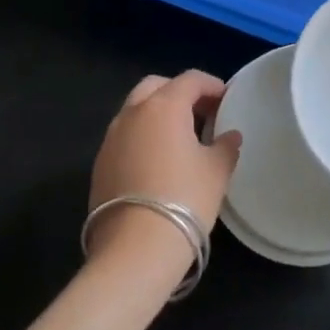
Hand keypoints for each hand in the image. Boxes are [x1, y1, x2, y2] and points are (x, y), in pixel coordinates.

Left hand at [87, 71, 240, 284]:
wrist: (135, 250)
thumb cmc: (185, 199)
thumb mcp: (217, 171)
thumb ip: (225, 146)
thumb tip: (230, 136)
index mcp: (164, 106)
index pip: (190, 79)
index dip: (211, 85)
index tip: (226, 100)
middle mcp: (132, 114)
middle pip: (156, 86)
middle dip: (179, 92)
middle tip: (200, 113)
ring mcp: (111, 139)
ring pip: (135, 110)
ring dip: (157, 114)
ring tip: (179, 138)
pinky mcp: (99, 165)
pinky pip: (124, 136)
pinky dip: (142, 137)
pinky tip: (157, 161)